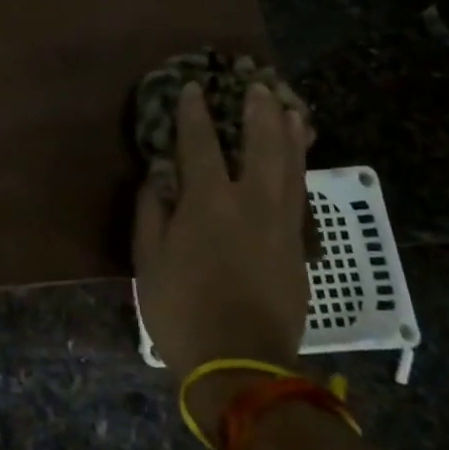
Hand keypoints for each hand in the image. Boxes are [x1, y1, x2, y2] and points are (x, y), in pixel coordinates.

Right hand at [132, 80, 313, 422]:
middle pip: (261, 146)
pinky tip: (298, 159)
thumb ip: (152, 212)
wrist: (240, 364)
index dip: (195, 114)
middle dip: (258, 112)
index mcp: (208, 203)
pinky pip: (299, 195)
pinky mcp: (297, 248)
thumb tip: (158, 178)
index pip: (201, 145)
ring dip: (290, 134)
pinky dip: (299, 168)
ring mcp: (280, 225)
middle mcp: (250, 204)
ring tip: (290, 108)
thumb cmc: (181, 309)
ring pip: (290, 167)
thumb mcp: (148, 260)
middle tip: (257, 85)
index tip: (194, 89)